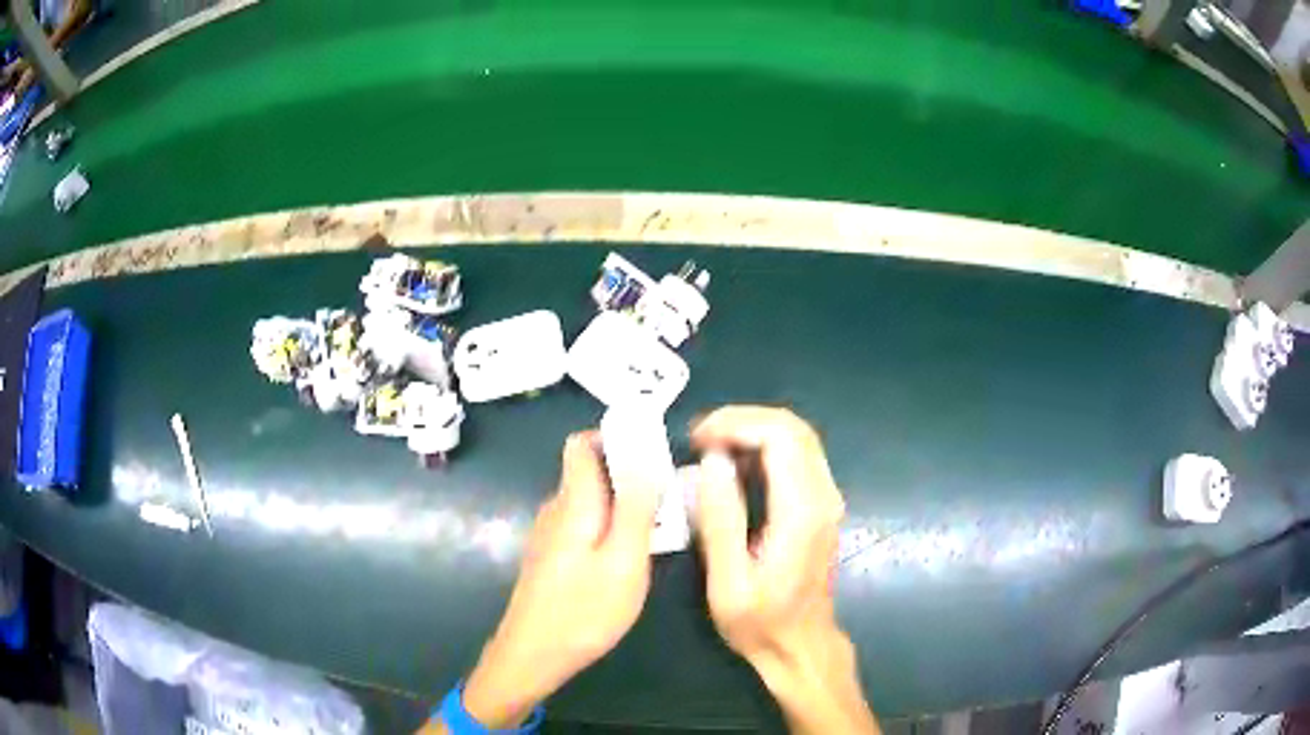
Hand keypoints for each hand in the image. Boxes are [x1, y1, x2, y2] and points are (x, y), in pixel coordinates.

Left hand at [460, 431, 660, 727]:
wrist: (532, 656)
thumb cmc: (583, 611)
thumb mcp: (623, 560)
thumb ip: (635, 507)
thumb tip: (643, 456)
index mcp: (572, 502)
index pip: (582, 444)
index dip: (615, 438)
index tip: (653, 456)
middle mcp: (556, 510)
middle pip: (590, 472)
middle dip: (630, 477)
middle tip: (670, 501)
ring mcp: (551, 535)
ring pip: (591, 502)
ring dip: (624, 506)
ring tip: (659, 531)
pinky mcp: (552, 557)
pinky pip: (585, 526)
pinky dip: (610, 528)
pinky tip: (629, 559)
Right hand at [691, 406, 878, 733]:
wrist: (800, 646)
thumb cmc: (760, 622)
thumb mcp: (727, 582)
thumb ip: (721, 520)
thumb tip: (712, 462)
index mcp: (801, 513)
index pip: (780, 436)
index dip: (736, 423)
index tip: (696, 438)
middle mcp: (823, 497)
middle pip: (794, 427)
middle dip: (743, 419)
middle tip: (699, 437)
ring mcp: (828, 500)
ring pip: (799, 437)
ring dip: (753, 429)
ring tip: (709, 446)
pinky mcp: (822, 506)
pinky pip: (798, 456)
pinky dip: (764, 445)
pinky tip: (733, 463)